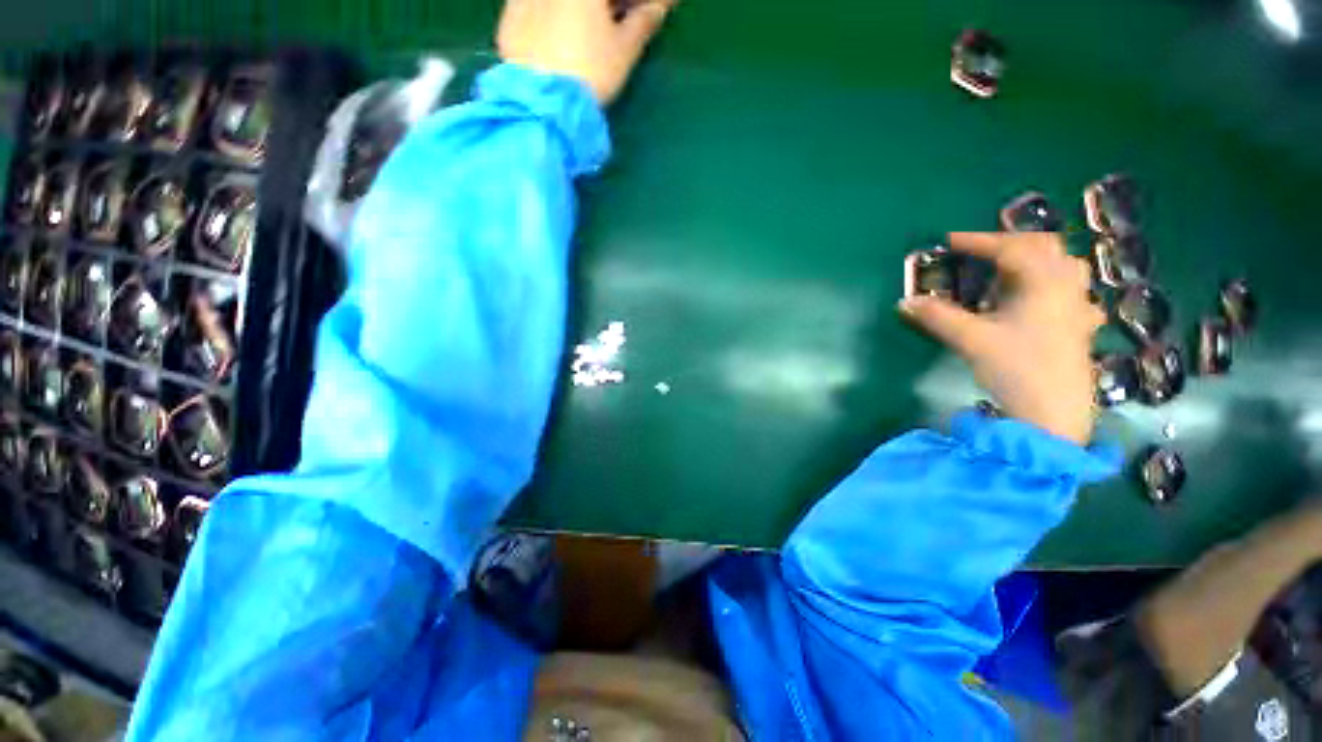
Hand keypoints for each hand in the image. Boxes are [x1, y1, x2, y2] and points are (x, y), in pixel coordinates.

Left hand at [497, 0, 674, 104]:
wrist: (545, 100)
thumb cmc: (591, 70)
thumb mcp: (624, 49)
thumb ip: (644, 21)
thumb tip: (660, 7)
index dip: (631, 7)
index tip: (639, 16)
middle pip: (589, 1)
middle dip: (607, 9)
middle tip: (617, 24)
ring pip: (558, 5)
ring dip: (579, 14)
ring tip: (587, 36)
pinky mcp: (509, 17)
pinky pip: (532, 8)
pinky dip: (549, 18)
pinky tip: (557, 39)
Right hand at [900, 232, 1104, 444]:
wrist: (1053, 414)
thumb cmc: (1016, 368)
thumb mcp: (970, 339)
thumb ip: (937, 317)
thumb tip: (905, 302)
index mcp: (1043, 283)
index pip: (1010, 248)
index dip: (978, 241)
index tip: (950, 240)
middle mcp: (1066, 288)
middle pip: (1046, 247)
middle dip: (1011, 242)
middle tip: (982, 250)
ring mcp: (1078, 308)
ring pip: (1065, 267)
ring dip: (1036, 259)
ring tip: (1011, 268)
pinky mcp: (1079, 329)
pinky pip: (1070, 293)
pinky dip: (1051, 286)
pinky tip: (1041, 302)